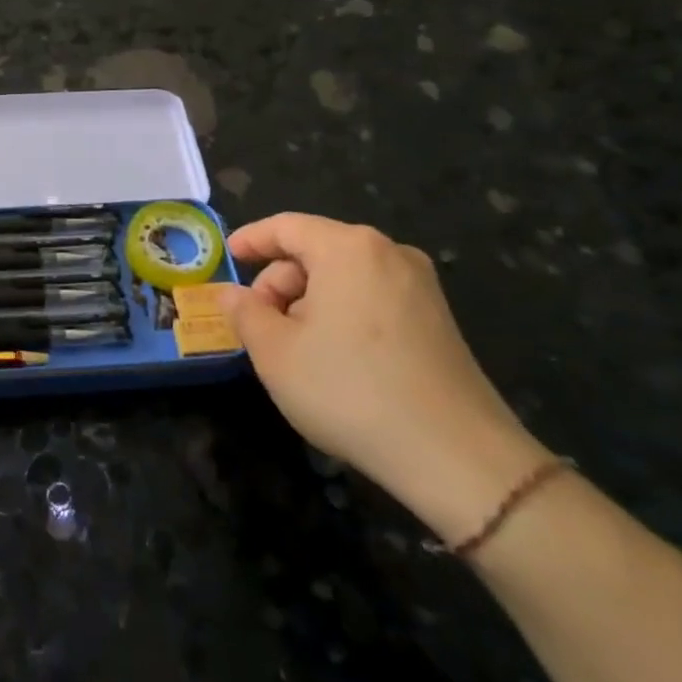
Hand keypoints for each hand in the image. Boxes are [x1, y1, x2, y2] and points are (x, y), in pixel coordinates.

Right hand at [221, 214, 550, 545]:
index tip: (226, 258)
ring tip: (293, 349)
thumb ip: (245, 313)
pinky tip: (332, 358)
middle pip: (316, 251)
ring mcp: (420, 286)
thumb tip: (232, 294)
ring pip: (344, 277)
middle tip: (257, 326)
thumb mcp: (275, 353)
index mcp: (347, 248)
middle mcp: (389, 253)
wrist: (455, 455)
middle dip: (279, 282)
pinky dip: (341, 315)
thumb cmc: (349, 390)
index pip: (286, 226)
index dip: (250, 239)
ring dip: (308, 302)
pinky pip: (372, 298)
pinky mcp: (437, 319)